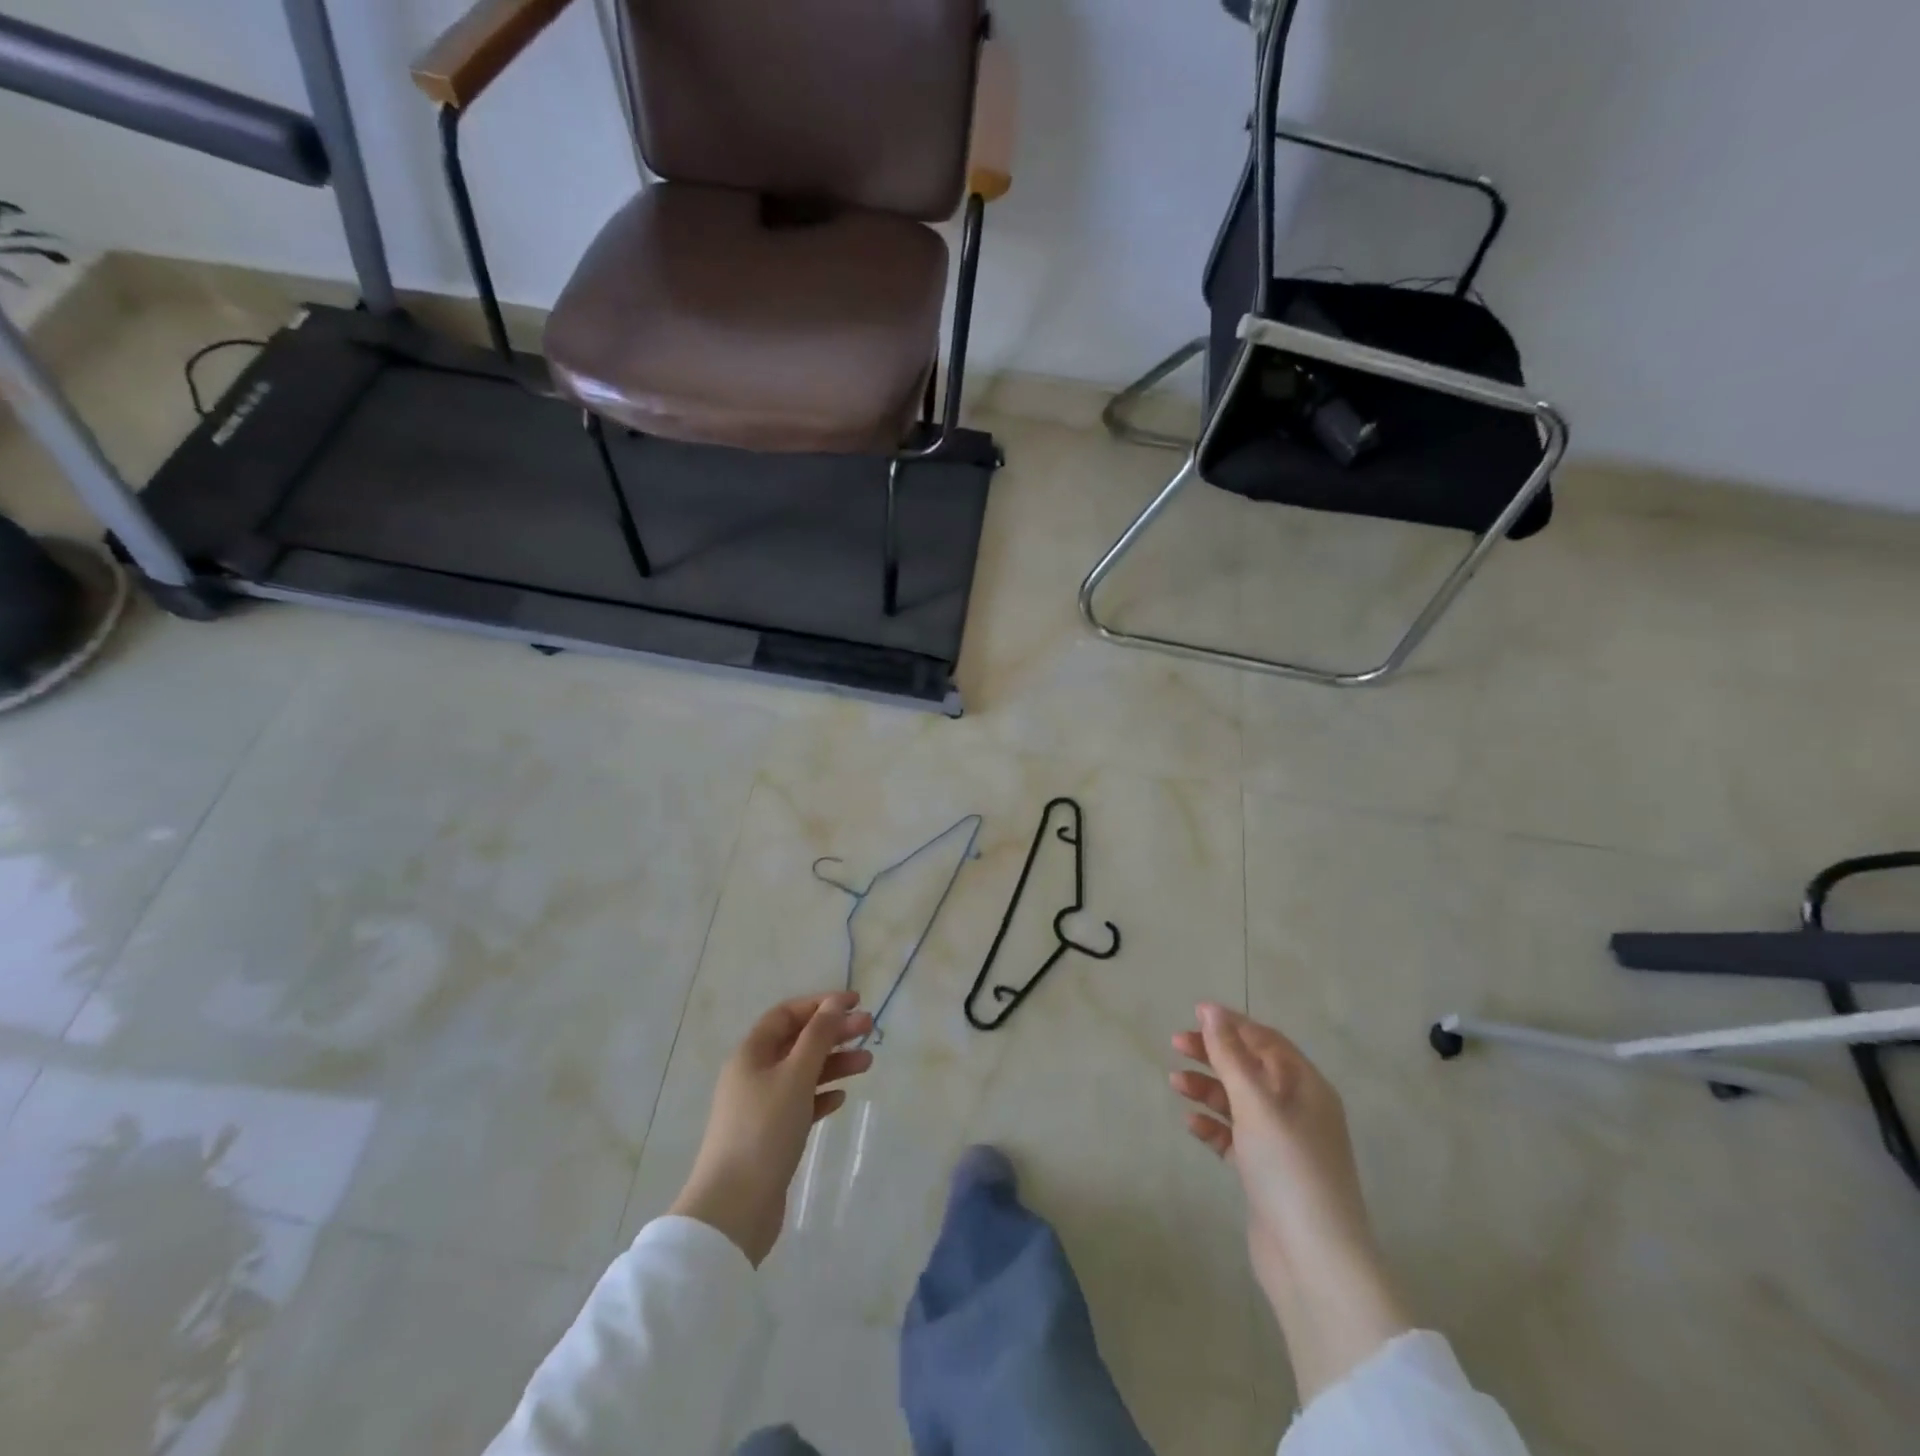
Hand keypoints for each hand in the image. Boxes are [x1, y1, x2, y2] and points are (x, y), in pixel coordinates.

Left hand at [670, 992, 873, 1266]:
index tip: (855, 1003)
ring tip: (867, 1063)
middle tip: (870, 1029)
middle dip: (833, 1032)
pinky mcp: (771, 1136)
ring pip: (803, 1073)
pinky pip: (801, 1103)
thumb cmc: (764, 1131)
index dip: (820, 1004)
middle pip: (798, 1041)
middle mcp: (753, 1074)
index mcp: (751, 1053)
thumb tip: (835, 1003)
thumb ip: (818, 1036)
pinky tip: (841, 1097)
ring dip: (834, 1063)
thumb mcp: (795, 1076)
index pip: (787, 1014)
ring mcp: (761, 1106)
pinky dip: (822, 1095)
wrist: (734, 1210)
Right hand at [1170, 1002, 1410, 1403]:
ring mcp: (1283, 1143)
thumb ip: (1230, 1055)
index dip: (1231, 1024)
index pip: (1265, 1040)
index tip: (1193, 1014)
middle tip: (1175, 1045)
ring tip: (1175, 1084)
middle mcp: (1298, 1109)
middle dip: (1214, 1054)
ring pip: (1239, 1101)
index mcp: (1306, 1086)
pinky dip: (1213, 1125)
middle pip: (1250, 1067)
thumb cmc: (1289, 1169)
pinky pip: (1235, 1136)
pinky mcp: (1266, 1172)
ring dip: (1208, 1088)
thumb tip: (1211, 1010)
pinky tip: (1191, 1124)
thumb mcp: (1256, 1103)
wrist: (1314, 1262)